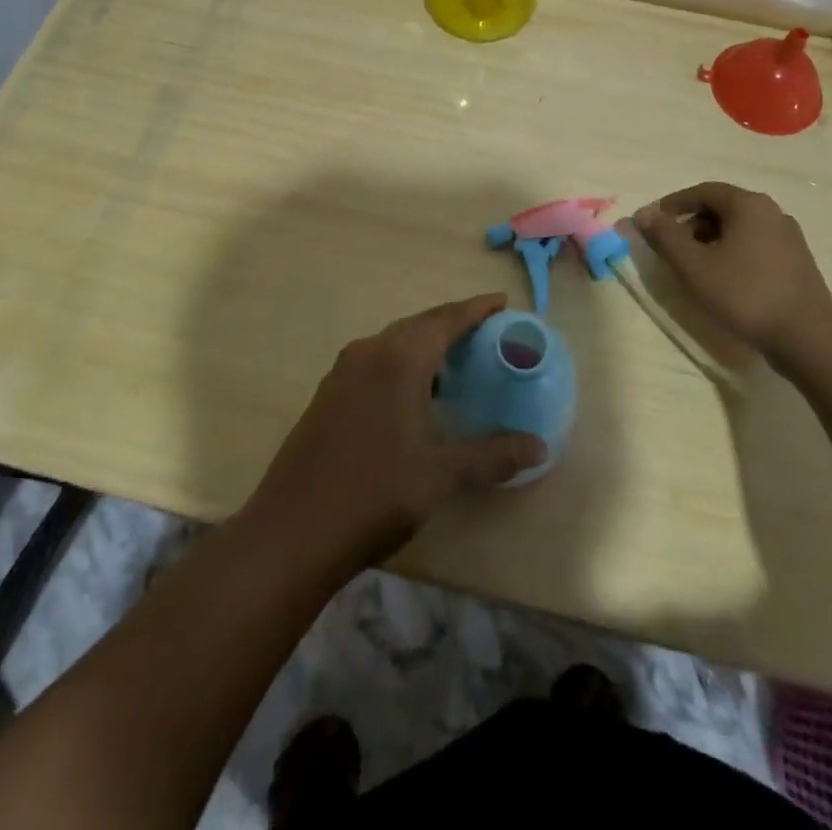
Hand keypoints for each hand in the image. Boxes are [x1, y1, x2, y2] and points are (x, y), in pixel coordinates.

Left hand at [244, 294, 546, 572]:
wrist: (292, 531)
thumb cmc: (375, 493)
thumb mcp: (441, 475)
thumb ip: (491, 456)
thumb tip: (539, 447)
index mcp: (399, 359)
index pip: (446, 319)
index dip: (476, 308)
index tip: (501, 301)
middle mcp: (369, 353)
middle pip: (418, 324)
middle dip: (451, 323)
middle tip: (484, 331)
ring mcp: (342, 373)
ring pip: (392, 342)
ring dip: (423, 344)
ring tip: (453, 361)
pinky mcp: (326, 395)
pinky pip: (373, 361)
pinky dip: (400, 363)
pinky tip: (411, 395)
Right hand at [632, 182, 831, 364]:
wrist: (807, 336)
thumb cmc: (745, 294)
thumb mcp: (694, 266)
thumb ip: (666, 237)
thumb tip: (643, 213)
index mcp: (749, 205)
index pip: (703, 191)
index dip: (673, 204)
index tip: (653, 223)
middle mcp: (772, 212)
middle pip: (722, 208)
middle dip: (691, 224)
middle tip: (671, 248)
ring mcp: (789, 237)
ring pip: (739, 228)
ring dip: (711, 240)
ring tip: (695, 267)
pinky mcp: (797, 261)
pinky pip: (755, 245)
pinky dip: (733, 252)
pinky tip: (724, 279)